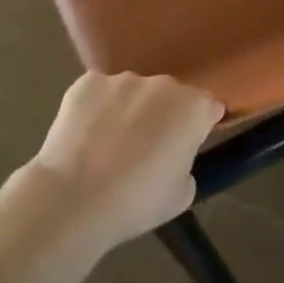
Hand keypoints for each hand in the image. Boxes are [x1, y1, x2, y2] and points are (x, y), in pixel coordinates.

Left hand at [28, 72, 224, 249]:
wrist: (74, 199)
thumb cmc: (137, 203)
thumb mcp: (183, 194)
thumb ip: (186, 163)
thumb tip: (173, 153)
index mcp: (193, 108)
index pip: (210, 107)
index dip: (202, 125)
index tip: (189, 144)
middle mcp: (163, 84)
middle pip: (171, 95)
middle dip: (164, 115)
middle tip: (148, 148)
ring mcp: (123, 80)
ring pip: (134, 92)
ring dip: (130, 110)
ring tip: (109, 145)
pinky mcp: (87, 82)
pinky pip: (100, 93)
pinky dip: (97, 109)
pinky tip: (85, 137)